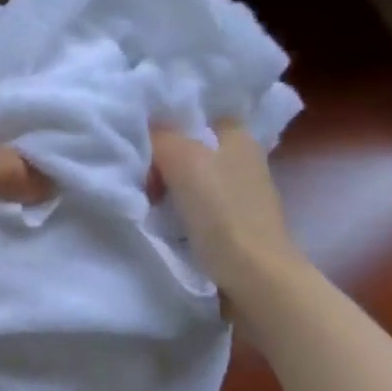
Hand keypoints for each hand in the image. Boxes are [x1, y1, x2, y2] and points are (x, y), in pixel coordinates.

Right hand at [151, 123, 302, 302]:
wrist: (254, 276)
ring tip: (144, 196)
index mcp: (238, 135)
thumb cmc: (221, 210)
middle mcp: (243, 158)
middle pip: (189, 146)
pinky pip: (195, 204)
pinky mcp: (233, 223)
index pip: (197, 114)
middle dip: (161, 157)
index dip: (168, 120)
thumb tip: (144, 130)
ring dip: (166, 185)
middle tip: (137, 171)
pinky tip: (161, 218)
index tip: (139, 134)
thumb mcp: (182, 159)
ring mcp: (240, 193)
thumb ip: (159, 136)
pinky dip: (177, 209)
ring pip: (190, 177)